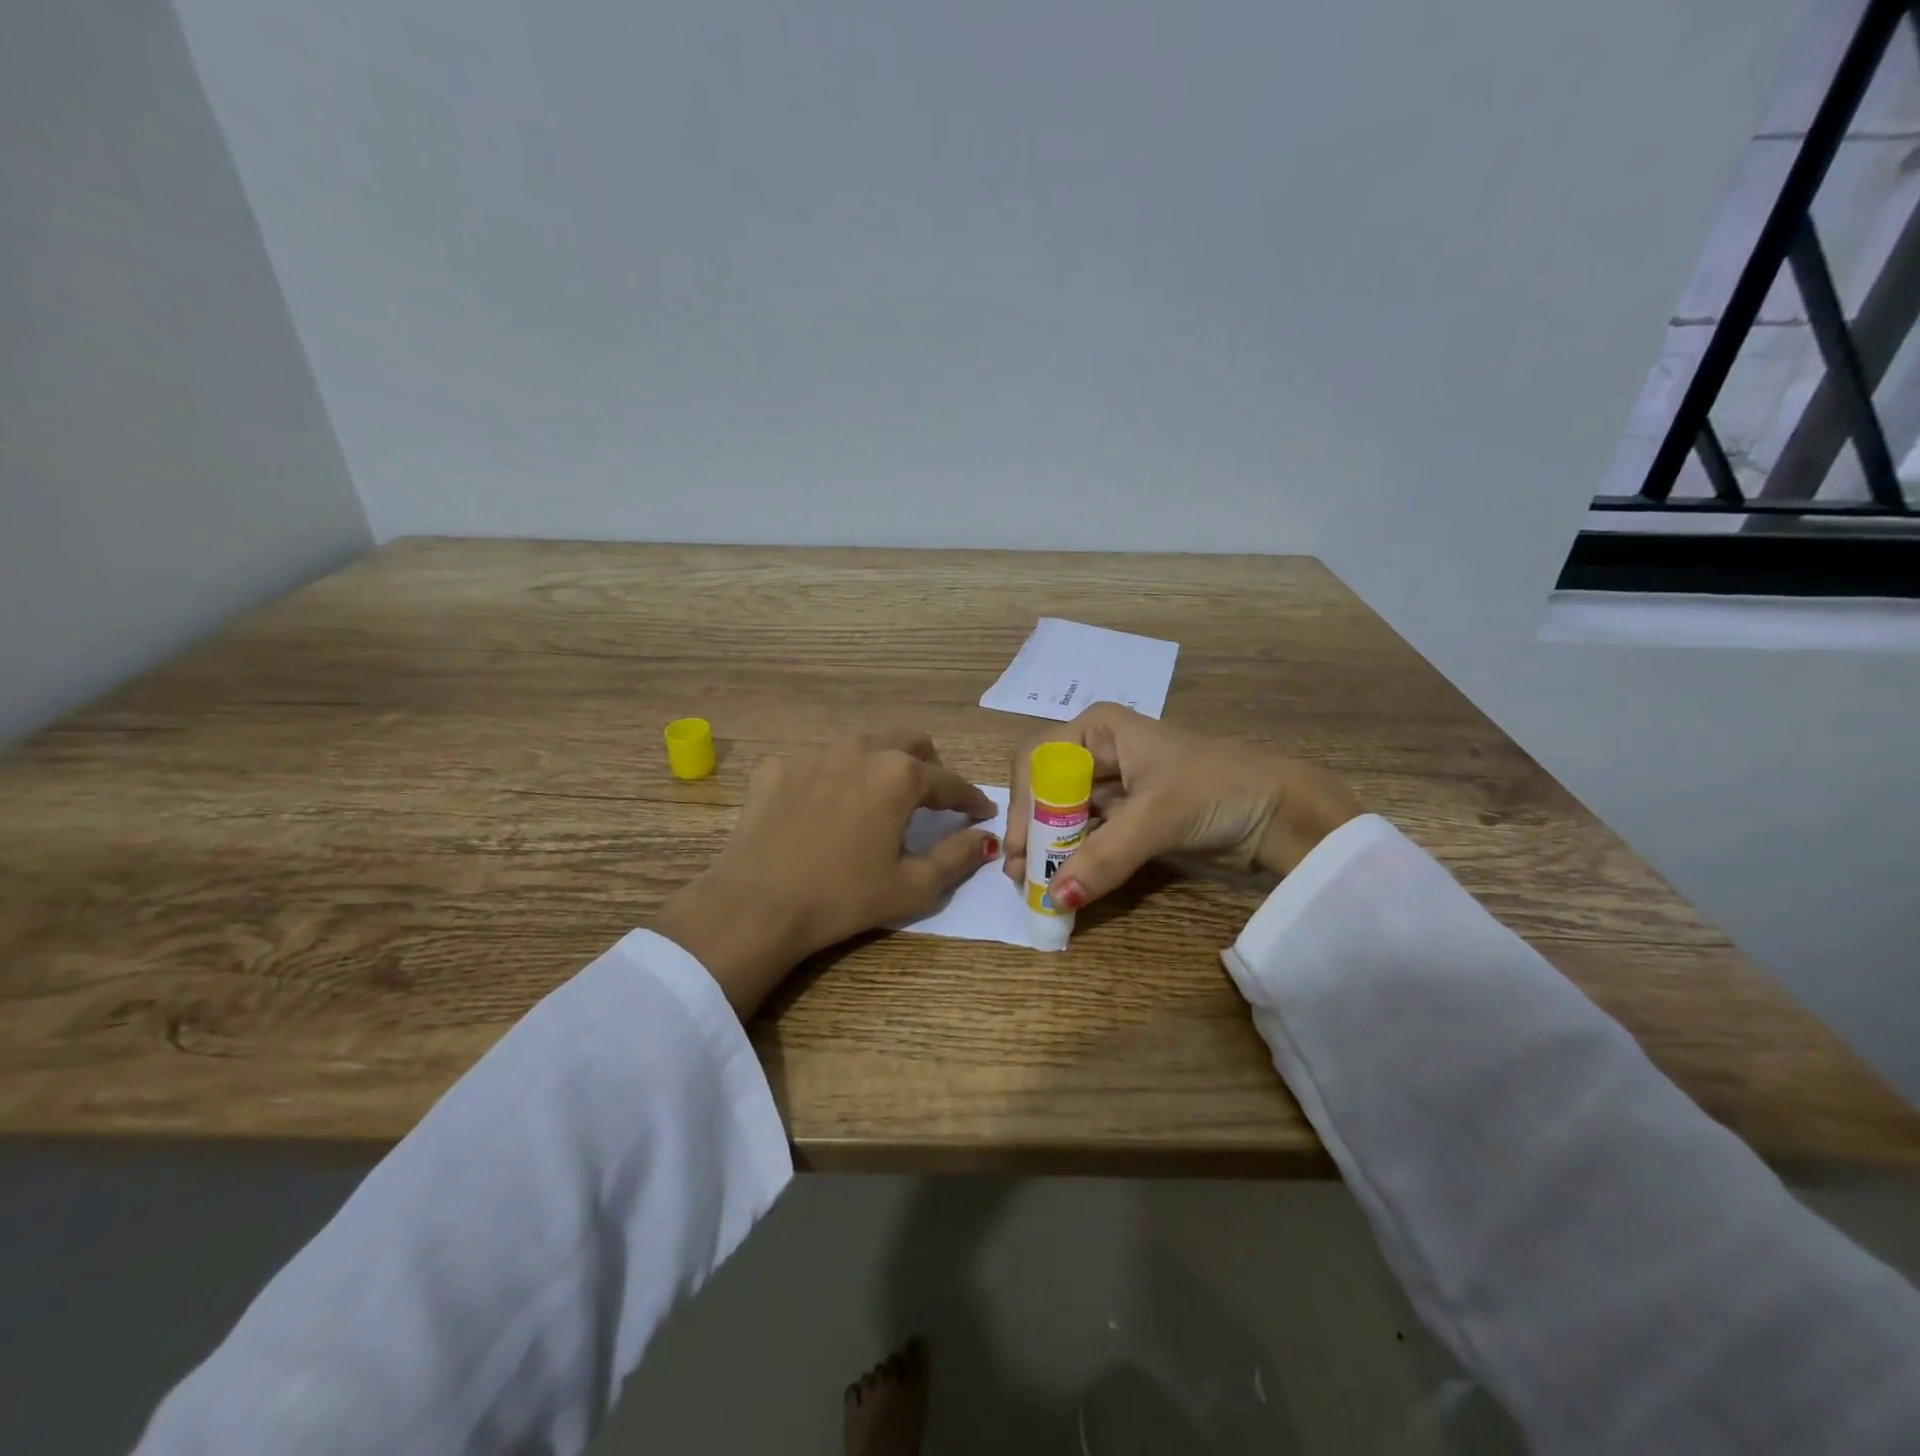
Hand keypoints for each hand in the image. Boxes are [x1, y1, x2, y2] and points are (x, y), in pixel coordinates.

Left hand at [653, 731, 997, 1017]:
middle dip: (928, 765)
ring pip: (861, 745)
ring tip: (877, 799)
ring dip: (879, 765)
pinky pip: (815, 762)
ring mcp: (813, 753)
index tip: (980, 812)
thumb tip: (985, 838)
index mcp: (899, 775)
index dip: (970, 798)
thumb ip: (958, 857)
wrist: (756, 905)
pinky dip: (830, 778)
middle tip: (930, 798)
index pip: (949, 781)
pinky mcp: (776, 767)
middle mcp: (859, 750)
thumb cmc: (843, 898)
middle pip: (908, 741)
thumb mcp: (913, 887)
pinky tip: (822, 808)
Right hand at [1003, 703, 1361, 911]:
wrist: (1282, 813)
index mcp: (1100, 729)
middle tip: (1021, 875)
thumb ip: (1104, 856)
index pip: (1039, 760)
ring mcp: (1114, 789)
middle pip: (1047, 791)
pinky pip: (1089, 839)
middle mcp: (1100, 753)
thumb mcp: (1158, 816)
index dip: (1024, 802)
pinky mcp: (1129, 820)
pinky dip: (1076, 862)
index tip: (1022, 845)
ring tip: (1036, 888)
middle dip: (1033, 832)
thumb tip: (1054, 899)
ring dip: (1051, 852)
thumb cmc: (1217, 789)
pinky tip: (1064, 887)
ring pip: (1065, 819)